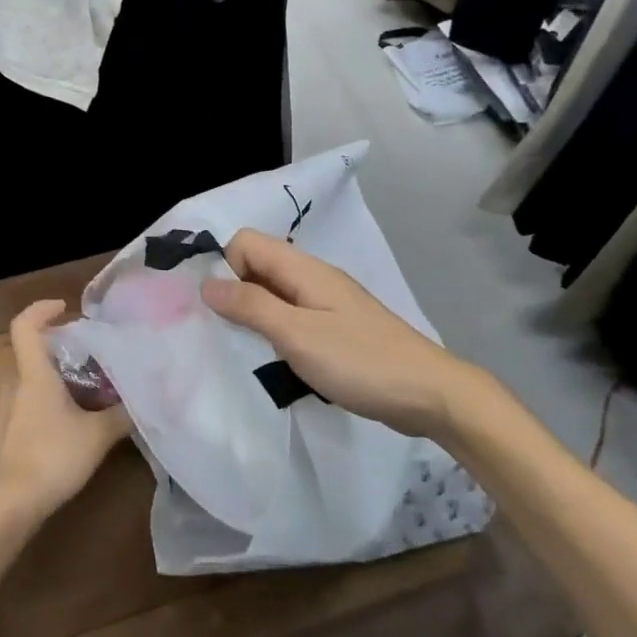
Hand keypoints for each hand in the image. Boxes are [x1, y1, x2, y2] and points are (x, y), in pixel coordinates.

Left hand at [0, 300, 129, 521]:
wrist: (7, 506)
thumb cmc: (50, 458)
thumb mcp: (97, 435)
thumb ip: (123, 413)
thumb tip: (148, 398)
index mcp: (32, 373)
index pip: (24, 325)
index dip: (42, 309)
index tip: (66, 308)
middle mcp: (15, 382)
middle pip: (30, 348)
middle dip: (58, 342)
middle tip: (90, 348)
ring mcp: (7, 407)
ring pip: (30, 374)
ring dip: (55, 370)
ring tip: (88, 381)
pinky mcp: (7, 429)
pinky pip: (28, 396)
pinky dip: (48, 393)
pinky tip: (73, 414)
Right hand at [201, 229, 470, 438]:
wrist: (430, 394)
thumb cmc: (360, 361)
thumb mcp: (297, 334)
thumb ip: (251, 306)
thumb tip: (207, 283)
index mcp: (303, 269)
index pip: (246, 242)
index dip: (224, 265)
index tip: (214, 306)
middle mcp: (313, 277)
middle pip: (258, 265)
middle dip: (233, 290)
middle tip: (219, 332)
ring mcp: (326, 303)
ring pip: (274, 293)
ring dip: (253, 314)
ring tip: (241, 348)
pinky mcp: (335, 328)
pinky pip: (291, 316)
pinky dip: (275, 331)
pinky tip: (272, 359)